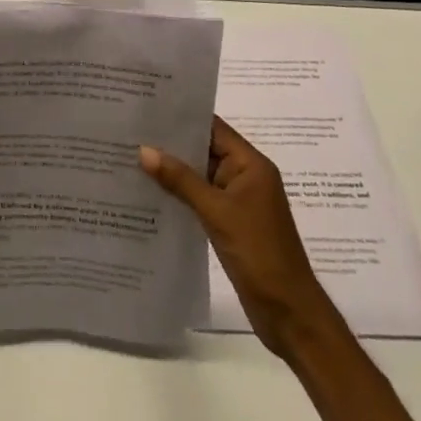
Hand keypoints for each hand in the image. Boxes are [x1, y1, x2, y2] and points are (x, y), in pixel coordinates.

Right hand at [140, 116, 331, 359]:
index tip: (149, 107)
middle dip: (172, 143)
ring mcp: (238, 201)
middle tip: (131, 130)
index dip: (183, 116)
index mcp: (251, 164)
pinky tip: (151, 193)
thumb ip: (181, 180)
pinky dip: (180, 194)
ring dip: (173, 170)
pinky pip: (201, 199)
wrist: (289, 313)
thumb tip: (144, 150)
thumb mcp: (217, 212)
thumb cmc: (259, 253)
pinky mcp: (230, 223)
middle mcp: (245, 176)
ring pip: (200, 175)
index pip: (213, 128)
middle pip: (205, 149)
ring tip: (132, 157)